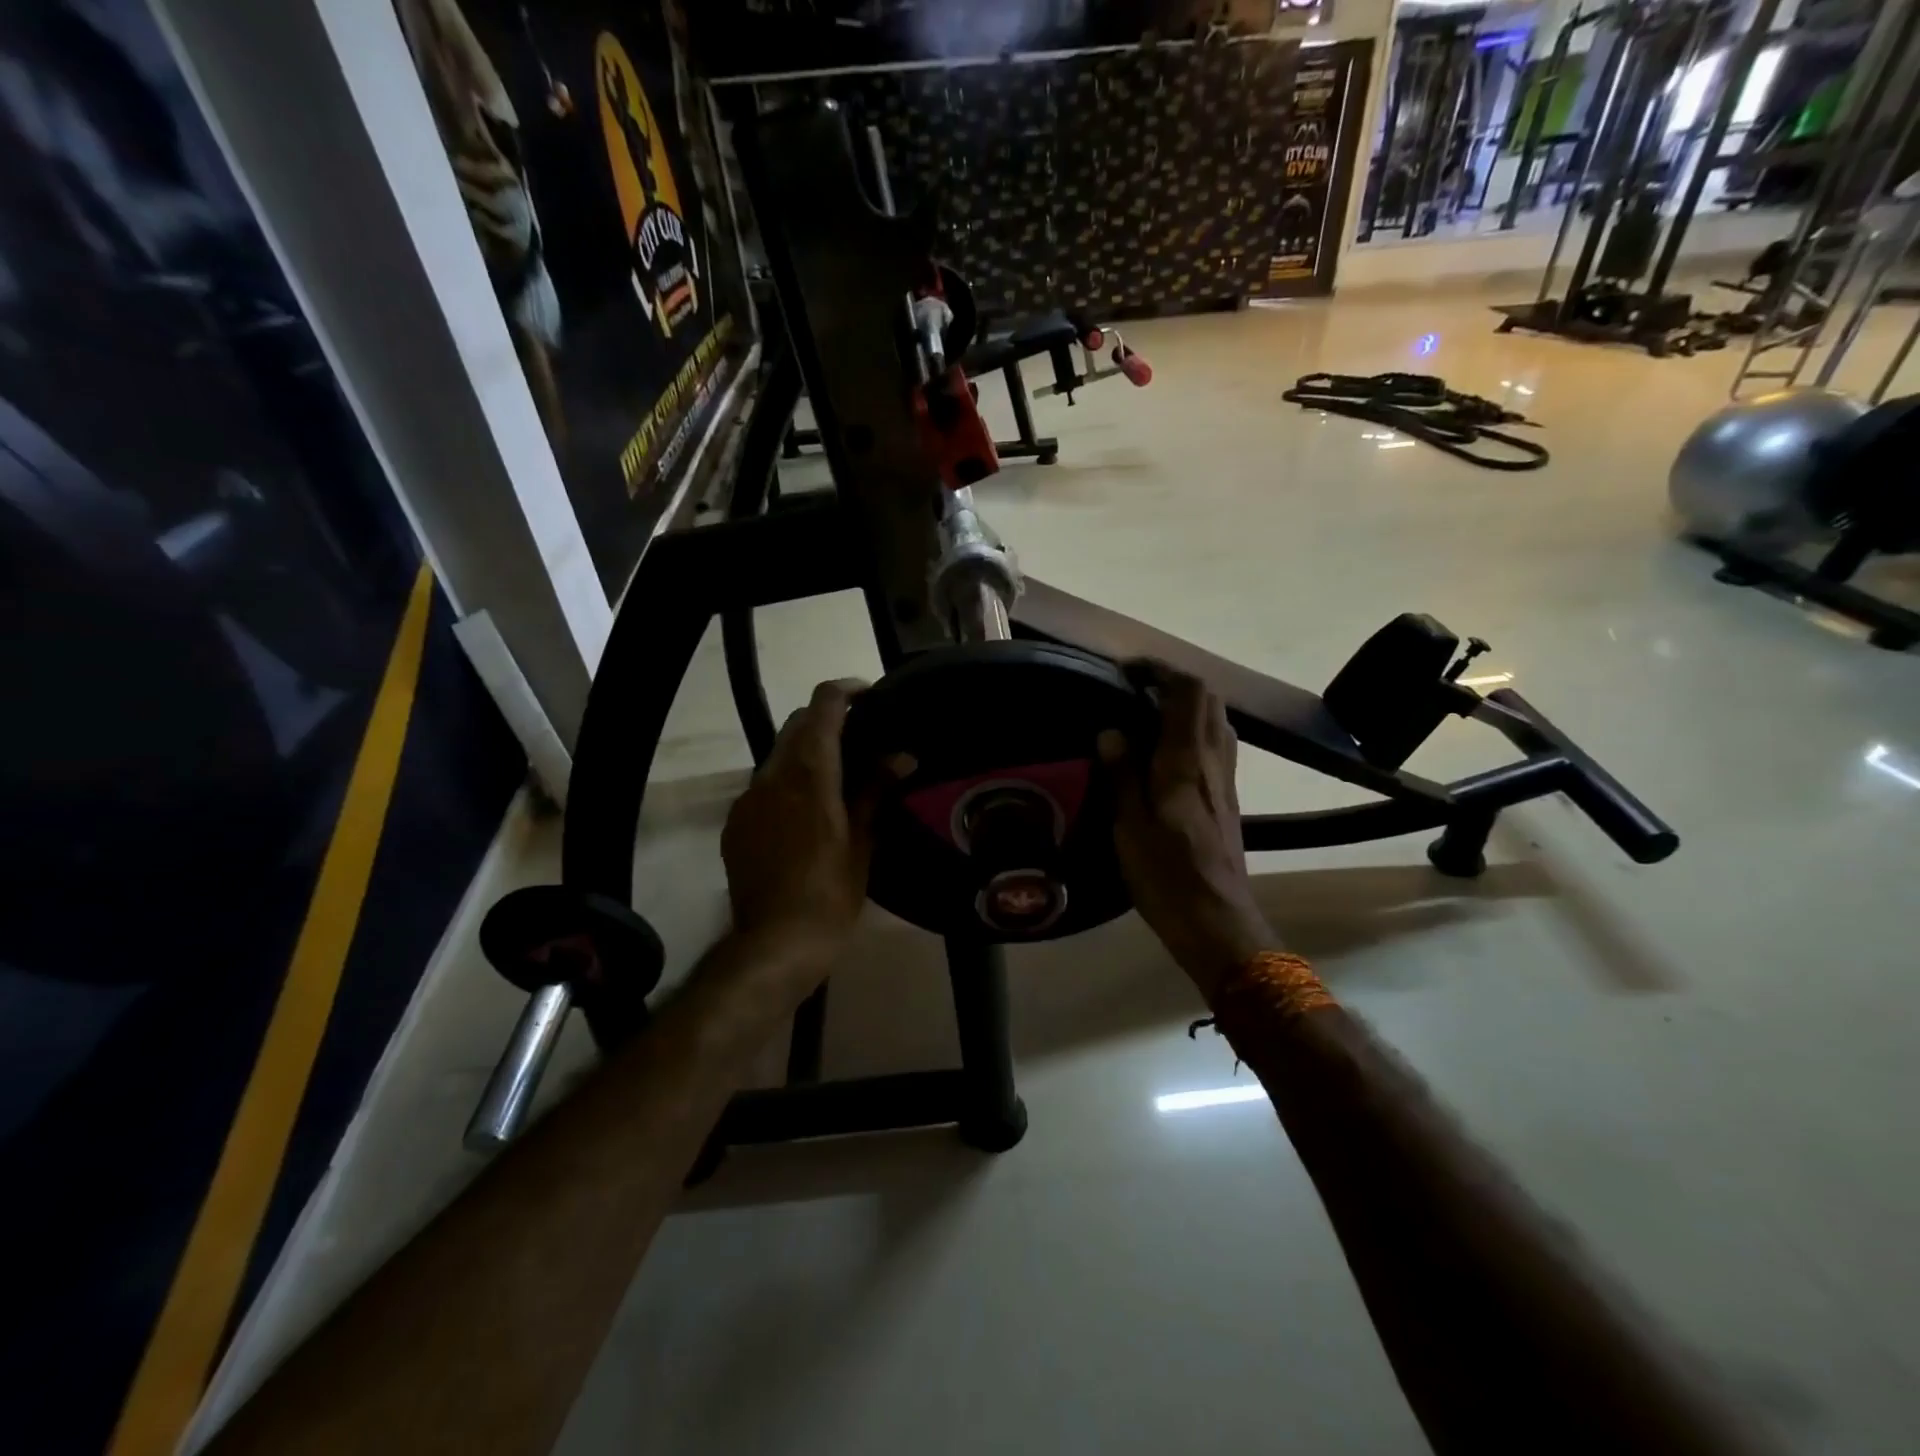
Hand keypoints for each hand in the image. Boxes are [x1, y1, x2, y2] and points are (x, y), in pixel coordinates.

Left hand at [720, 680, 876, 981]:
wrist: (775, 943)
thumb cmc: (830, 893)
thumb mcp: (862, 841)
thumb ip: (876, 790)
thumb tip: (902, 756)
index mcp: (810, 773)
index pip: (823, 705)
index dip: (846, 690)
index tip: (870, 696)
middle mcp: (772, 775)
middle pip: (797, 724)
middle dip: (827, 720)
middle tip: (861, 738)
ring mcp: (748, 798)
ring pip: (778, 755)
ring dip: (806, 752)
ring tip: (837, 776)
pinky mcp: (735, 822)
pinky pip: (763, 786)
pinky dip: (787, 782)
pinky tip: (806, 812)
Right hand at [1099, 663, 1272, 997]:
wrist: (1217, 921)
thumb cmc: (1166, 875)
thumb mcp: (1130, 827)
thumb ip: (1121, 775)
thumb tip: (1111, 730)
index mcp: (1186, 762)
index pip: (1188, 693)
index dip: (1163, 671)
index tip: (1130, 670)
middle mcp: (1213, 761)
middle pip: (1209, 700)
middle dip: (1176, 683)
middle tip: (1137, 689)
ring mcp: (1226, 779)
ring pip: (1217, 721)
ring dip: (1188, 705)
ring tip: (1150, 714)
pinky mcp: (1228, 797)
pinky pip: (1216, 744)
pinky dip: (1195, 730)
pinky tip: (1168, 751)